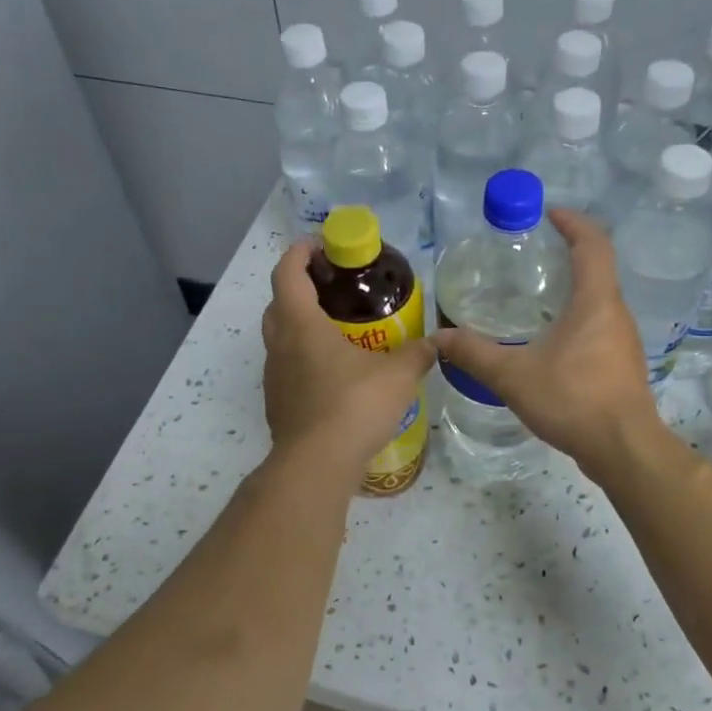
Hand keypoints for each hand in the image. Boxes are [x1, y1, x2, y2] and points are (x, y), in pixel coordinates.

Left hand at [261, 241, 434, 487]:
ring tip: (337, 333)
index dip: (299, 253)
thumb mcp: (397, 376)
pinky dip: (304, 361)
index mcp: (301, 325)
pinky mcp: (277, 404)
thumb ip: (417, 355)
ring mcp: (274, 377)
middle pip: (278, 303)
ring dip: (300, 327)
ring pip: (280, 339)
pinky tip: (333, 377)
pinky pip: (287, 370)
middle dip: (300, 289)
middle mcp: (279, 346)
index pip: (287, 274)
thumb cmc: (354, 406)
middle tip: (332, 290)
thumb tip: (438, 343)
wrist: (317, 464)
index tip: (318, 246)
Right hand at [433, 209, 663, 475]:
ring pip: (599, 302)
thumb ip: (474, 354)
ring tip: (536, 300)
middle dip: (568, 256)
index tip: (548, 214)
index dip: (573, 222)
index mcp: (596, 301)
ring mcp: (623, 341)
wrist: (623, 448)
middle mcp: (616, 314)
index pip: (593, 243)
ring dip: (573, 291)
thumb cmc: (573, 399)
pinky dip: (577, 320)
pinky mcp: (622, 366)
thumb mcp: (513, 375)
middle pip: (598, 270)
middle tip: (532, 259)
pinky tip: (550, 344)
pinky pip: (599, 328)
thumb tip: (437, 338)